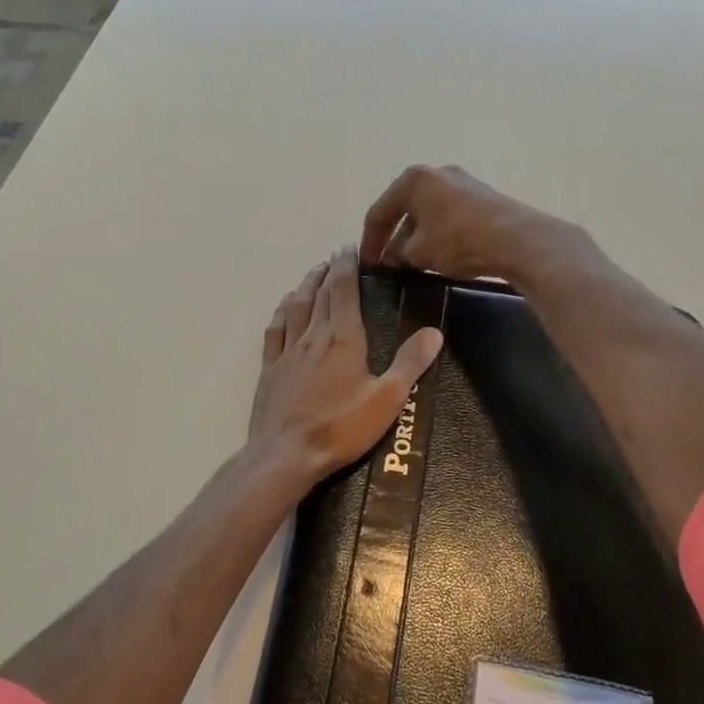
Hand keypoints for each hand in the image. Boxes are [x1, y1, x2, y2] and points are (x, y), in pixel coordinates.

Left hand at [249, 246, 443, 486]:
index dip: (347, 266)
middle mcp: (313, 335)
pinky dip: (282, 311)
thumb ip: (410, 363)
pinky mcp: (270, 368)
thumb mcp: (387, 399)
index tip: (350, 249)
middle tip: (336, 257)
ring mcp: (287, 351)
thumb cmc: (340, 428)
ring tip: (314, 273)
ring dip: (306, 285)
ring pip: (296, 306)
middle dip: (329, 271)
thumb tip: (434, 331)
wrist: (285, 455)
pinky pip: (275, 329)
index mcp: (343, 337)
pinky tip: (285, 307)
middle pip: (319, 293)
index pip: (343, 290)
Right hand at [360, 165, 576, 281]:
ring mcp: (463, 182)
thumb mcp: (419, 252)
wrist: (517, 239)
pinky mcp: (483, 196)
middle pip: (405, 208)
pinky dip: (438, 233)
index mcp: (413, 179)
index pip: (379, 212)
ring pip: (428, 212)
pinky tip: (440, 254)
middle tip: (388, 263)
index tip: (367, 265)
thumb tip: (393, 256)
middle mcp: (436, 173)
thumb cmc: (458, 240)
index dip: (369, 241)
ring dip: (417, 236)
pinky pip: (449, 215)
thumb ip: (398, 253)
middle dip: (394, 237)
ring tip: (413, 262)